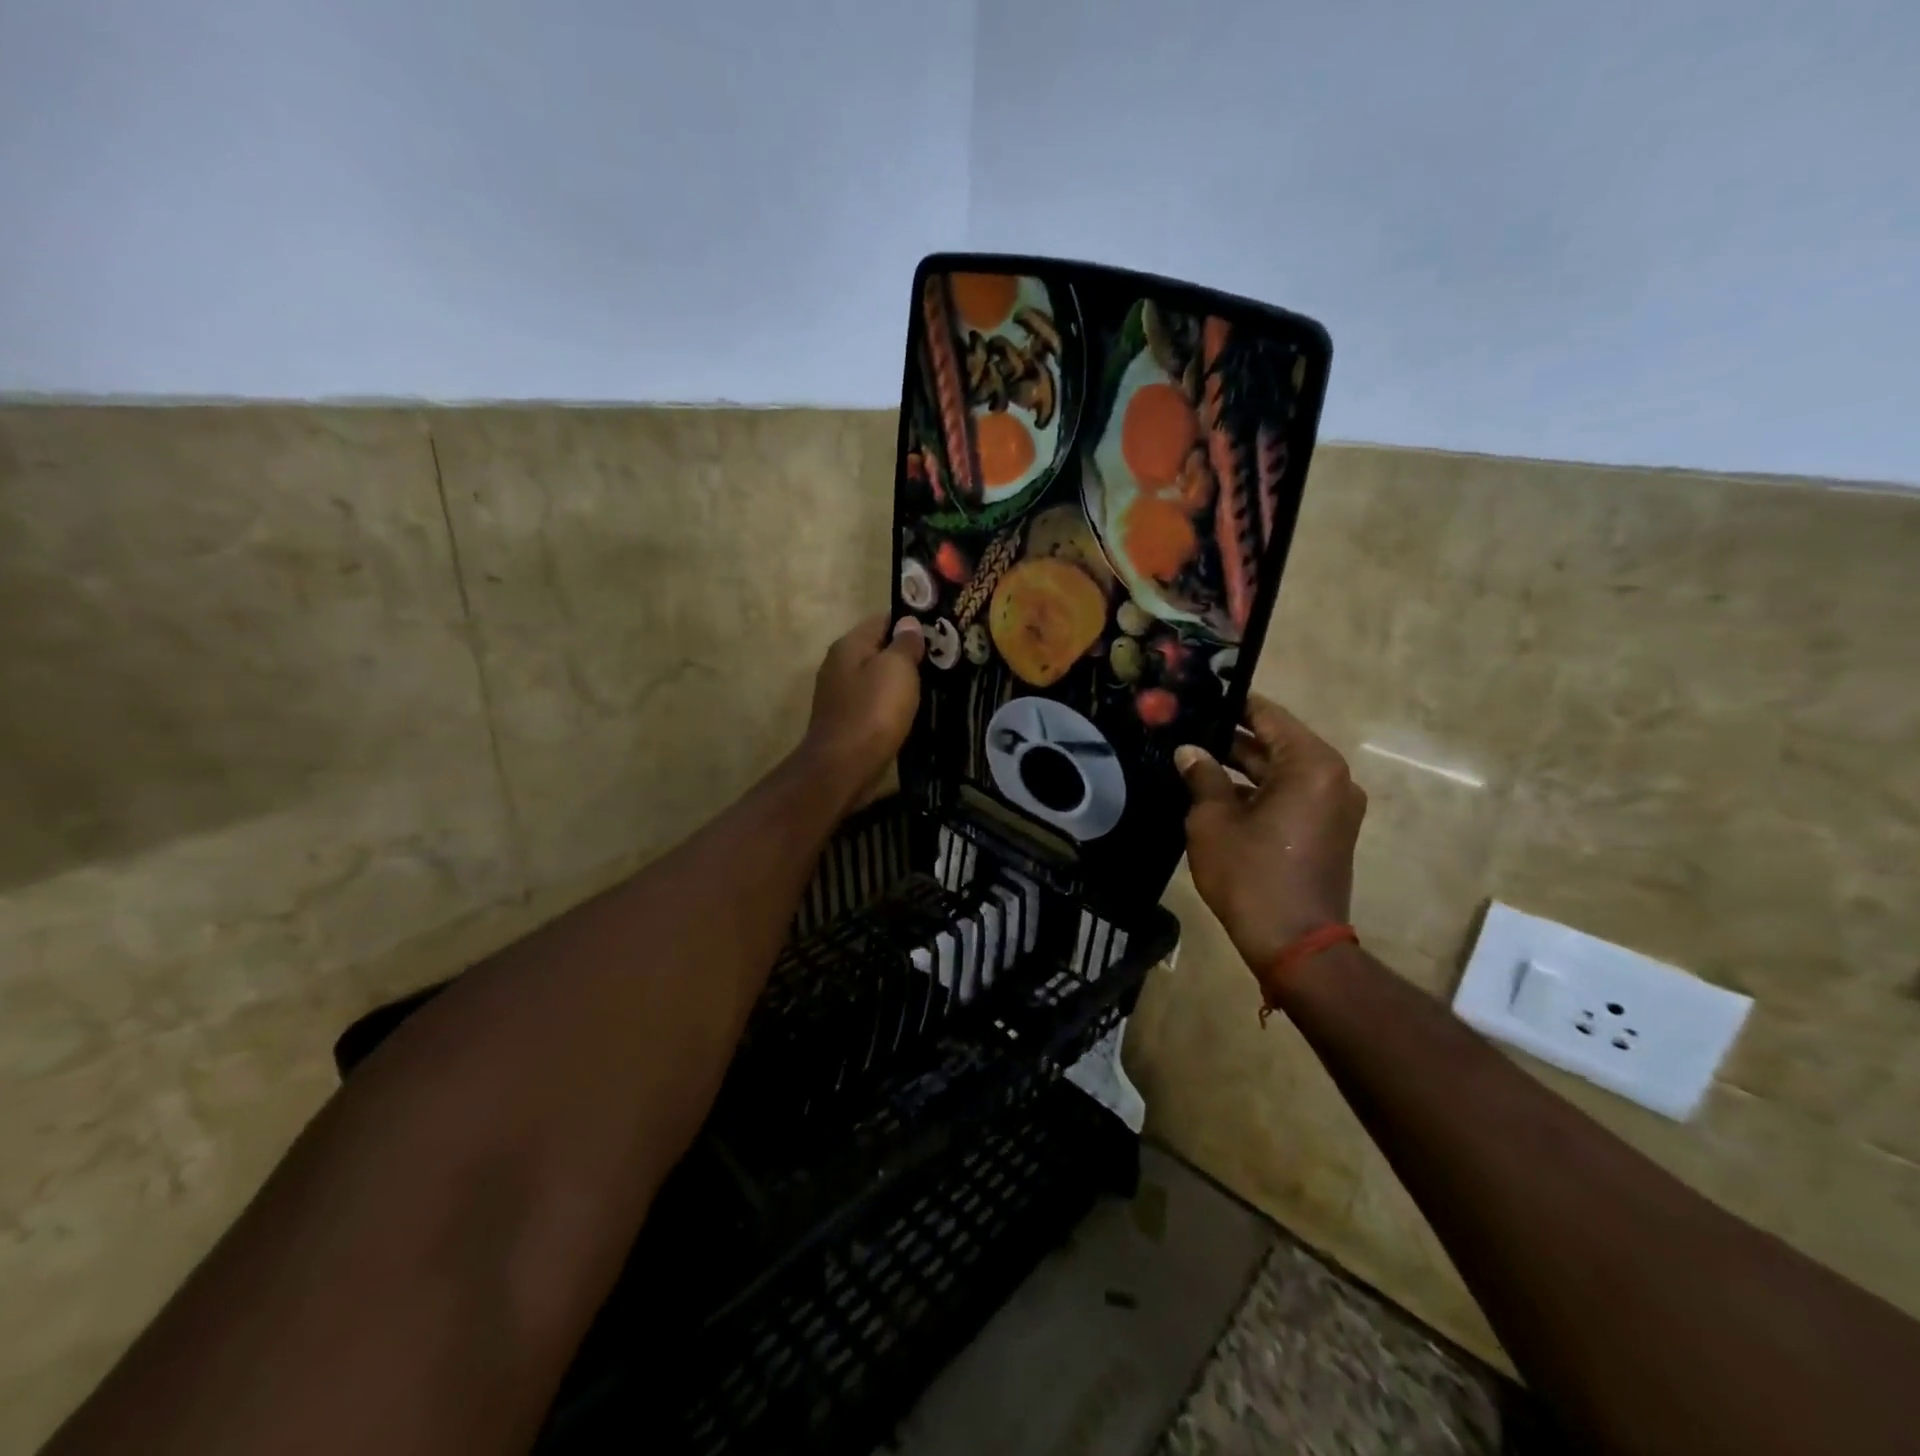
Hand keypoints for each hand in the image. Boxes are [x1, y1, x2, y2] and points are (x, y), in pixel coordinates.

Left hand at [802, 613, 924, 802]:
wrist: (843, 768)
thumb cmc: (873, 711)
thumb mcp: (896, 669)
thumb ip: (905, 644)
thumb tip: (909, 624)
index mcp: (849, 645)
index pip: (884, 619)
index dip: (913, 622)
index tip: (942, 629)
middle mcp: (839, 664)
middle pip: (879, 649)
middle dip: (909, 652)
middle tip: (946, 658)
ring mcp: (840, 695)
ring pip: (878, 678)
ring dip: (901, 681)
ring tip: (936, 684)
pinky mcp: (847, 721)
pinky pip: (874, 703)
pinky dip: (892, 704)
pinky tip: (913, 711)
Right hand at [1174, 695, 1366, 968]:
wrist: (1295, 943)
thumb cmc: (1252, 874)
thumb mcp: (1213, 820)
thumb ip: (1202, 777)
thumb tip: (1189, 751)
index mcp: (1311, 765)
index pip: (1267, 715)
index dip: (1231, 704)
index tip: (1198, 697)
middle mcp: (1332, 778)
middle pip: (1276, 743)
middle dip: (1231, 739)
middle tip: (1186, 730)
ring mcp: (1334, 806)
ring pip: (1281, 772)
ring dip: (1242, 768)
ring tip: (1193, 760)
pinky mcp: (1328, 831)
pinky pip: (1291, 796)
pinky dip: (1259, 792)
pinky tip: (1216, 793)